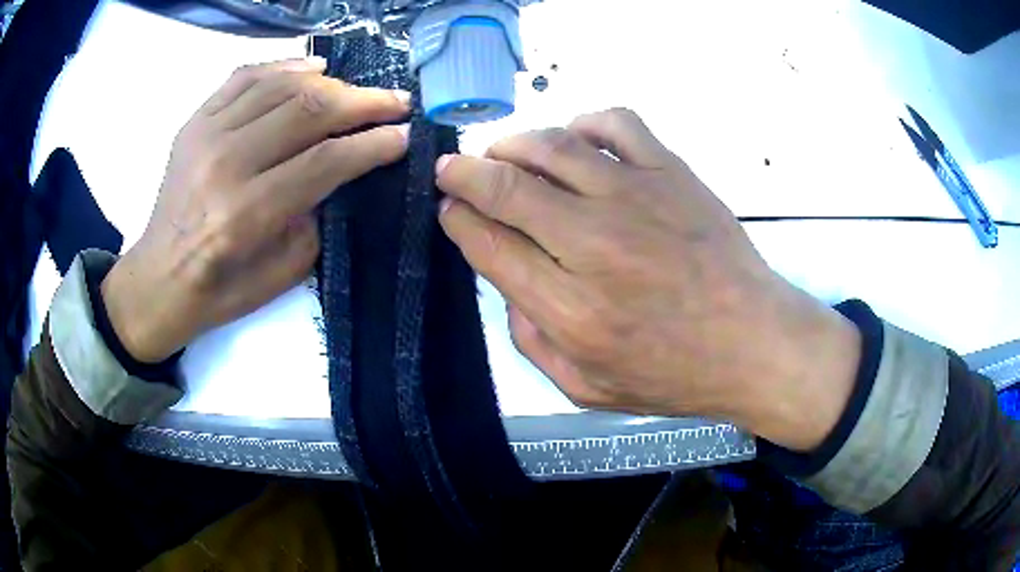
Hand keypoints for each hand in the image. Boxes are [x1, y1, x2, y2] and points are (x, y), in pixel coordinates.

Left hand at [101, 58, 409, 362]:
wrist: (159, 279)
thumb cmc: (220, 290)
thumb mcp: (281, 273)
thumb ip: (317, 217)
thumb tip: (345, 170)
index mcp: (246, 213)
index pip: (325, 161)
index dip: (373, 144)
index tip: (403, 135)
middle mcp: (225, 163)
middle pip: (307, 111)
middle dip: (362, 102)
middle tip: (395, 102)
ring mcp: (205, 135)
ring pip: (281, 86)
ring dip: (331, 82)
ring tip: (357, 89)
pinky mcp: (194, 122)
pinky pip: (245, 77)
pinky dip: (284, 67)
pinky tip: (311, 70)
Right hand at [436, 108, 860, 450]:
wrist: (753, 343)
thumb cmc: (674, 374)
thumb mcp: (586, 389)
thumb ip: (531, 342)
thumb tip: (506, 284)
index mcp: (569, 308)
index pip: (488, 244)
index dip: (457, 219)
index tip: (449, 208)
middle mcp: (593, 243)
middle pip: (505, 187)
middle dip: (464, 173)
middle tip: (452, 170)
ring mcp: (635, 198)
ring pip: (552, 145)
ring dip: (513, 144)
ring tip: (505, 155)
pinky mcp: (671, 173)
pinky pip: (615, 123)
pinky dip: (584, 123)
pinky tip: (578, 141)